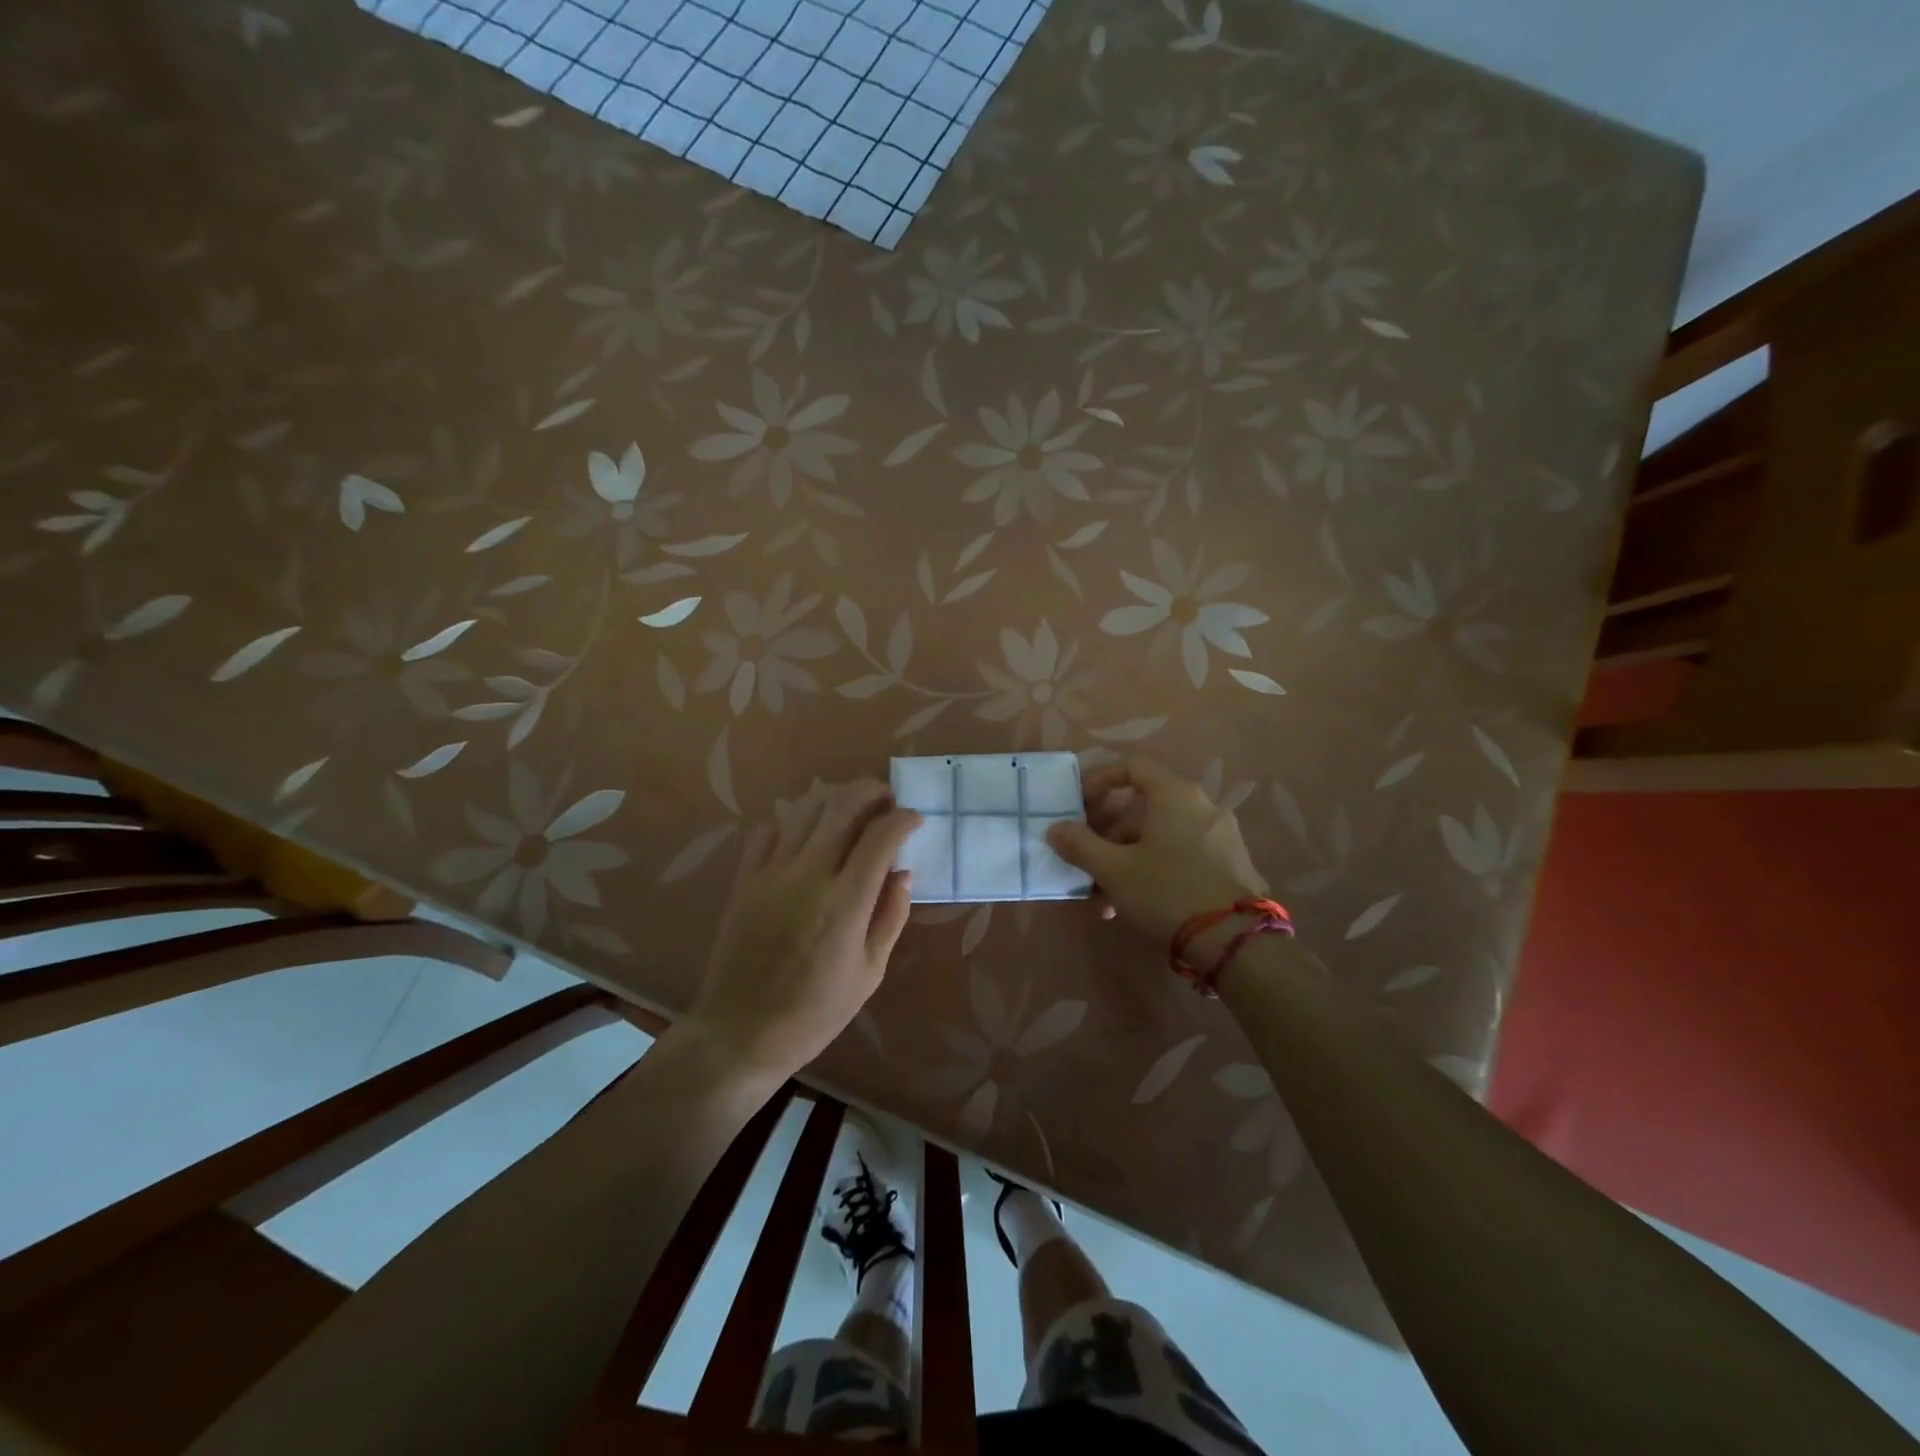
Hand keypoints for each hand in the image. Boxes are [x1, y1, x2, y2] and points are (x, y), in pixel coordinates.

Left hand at [688, 780, 920, 1082]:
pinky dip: (791, 818)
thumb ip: (890, 917)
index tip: (914, 818)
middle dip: (870, 791)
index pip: (880, 837)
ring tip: (850, 805)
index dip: (902, 818)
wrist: (740, 1032)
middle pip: (841, 807)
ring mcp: (771, 873)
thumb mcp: (869, 973)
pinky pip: (767, 830)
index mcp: (846, 903)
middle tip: (886, 796)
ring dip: (833, 797)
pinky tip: (804, 828)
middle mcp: (808, 875)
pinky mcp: (744, 879)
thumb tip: (903, 873)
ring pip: (804, 809)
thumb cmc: (815, 1012)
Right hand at [1046, 756, 1267, 946]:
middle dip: (1108, 834)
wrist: (1234, 942)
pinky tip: (1134, 906)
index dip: (1100, 781)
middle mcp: (1203, 806)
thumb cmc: (1167, 892)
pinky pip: (1182, 855)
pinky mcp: (1231, 866)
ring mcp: (1222, 837)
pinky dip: (1154, 869)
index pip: (1133, 767)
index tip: (1079, 807)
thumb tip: (1055, 829)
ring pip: (1161, 837)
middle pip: (1145, 807)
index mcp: (1176, 795)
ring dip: (1127, 859)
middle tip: (1086, 859)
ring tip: (1103, 898)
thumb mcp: (1114, 870)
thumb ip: (1080, 845)